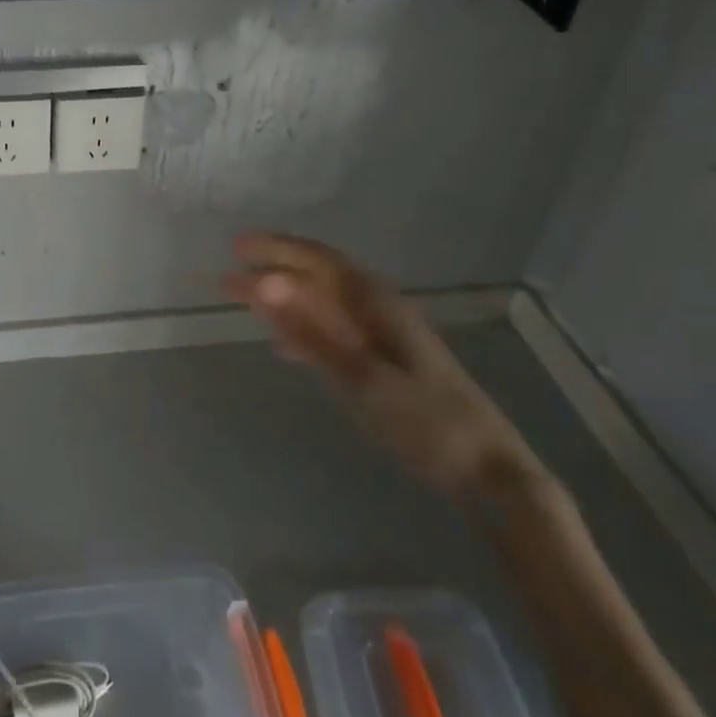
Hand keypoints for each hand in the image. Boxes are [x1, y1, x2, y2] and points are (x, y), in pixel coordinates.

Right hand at [225, 232, 544, 500]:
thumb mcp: (362, 377)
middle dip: (273, 272)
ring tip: (244, 303)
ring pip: (323, 305)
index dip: (277, 249)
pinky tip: (284, 345)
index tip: (236, 246)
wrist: (487, 470)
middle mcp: (379, 310)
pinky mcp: (385, 363)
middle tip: (227, 277)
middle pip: (318, 278)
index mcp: (377, 304)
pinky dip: (304, 332)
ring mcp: (383, 337)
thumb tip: (266, 284)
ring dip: (284, 301)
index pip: (319, 260)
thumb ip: (311, 331)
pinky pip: (334, 333)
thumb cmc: (427, 421)